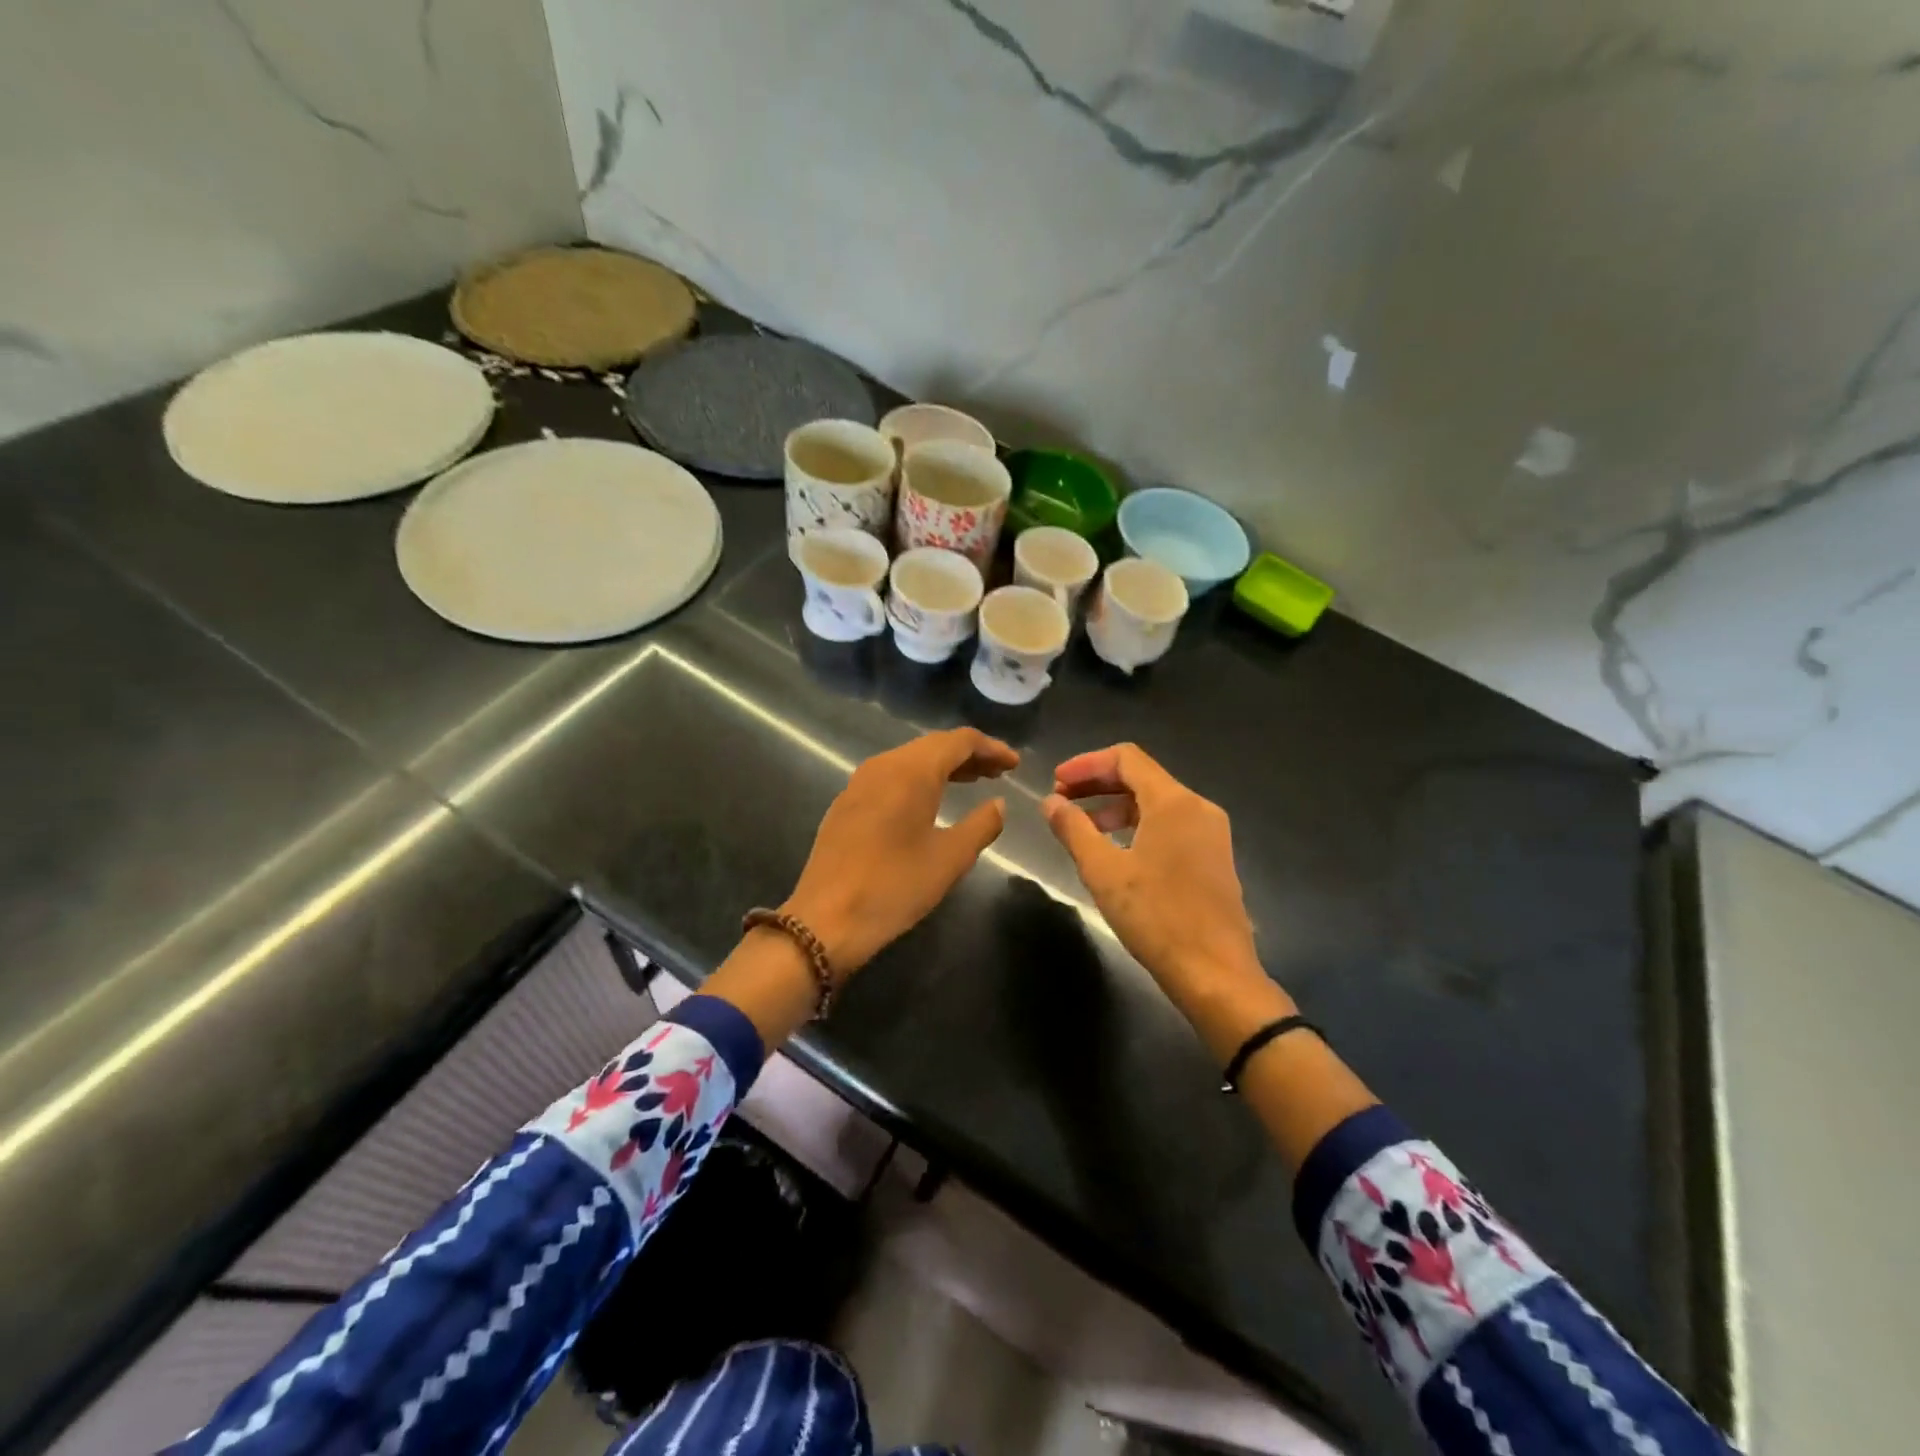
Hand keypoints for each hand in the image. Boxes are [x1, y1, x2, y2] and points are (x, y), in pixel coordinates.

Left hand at [783, 728, 1018, 974]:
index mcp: (911, 771)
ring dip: (944, 766)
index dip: (991, 748)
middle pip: (934, 745)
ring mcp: (860, 782)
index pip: (959, 741)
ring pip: (911, 760)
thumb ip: (982, 824)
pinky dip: (920, 780)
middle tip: (1000, 773)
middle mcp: (884, 765)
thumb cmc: (894, 886)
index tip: (1014, 765)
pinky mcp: (847, 803)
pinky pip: (892, 776)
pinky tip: (931, 802)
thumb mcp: (950, 859)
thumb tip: (999, 804)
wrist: (826, 920)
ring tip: (974, 782)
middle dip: (970, 755)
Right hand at [1043, 744, 1279, 1020]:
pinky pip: (1170, 824)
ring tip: (1082, 828)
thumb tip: (1050, 802)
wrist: (1215, 972)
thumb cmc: (1156, 917)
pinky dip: (1137, 825)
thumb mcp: (1103, 871)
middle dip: (1098, 784)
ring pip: (1156, 802)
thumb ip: (1073, 829)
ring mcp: (1211, 833)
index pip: (1126, 758)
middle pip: (1141, 777)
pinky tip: (1115, 850)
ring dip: (1115, 806)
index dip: (1086, 764)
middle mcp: (1198, 807)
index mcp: (1174, 802)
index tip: (1056, 782)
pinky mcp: (1213, 857)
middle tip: (1061, 801)